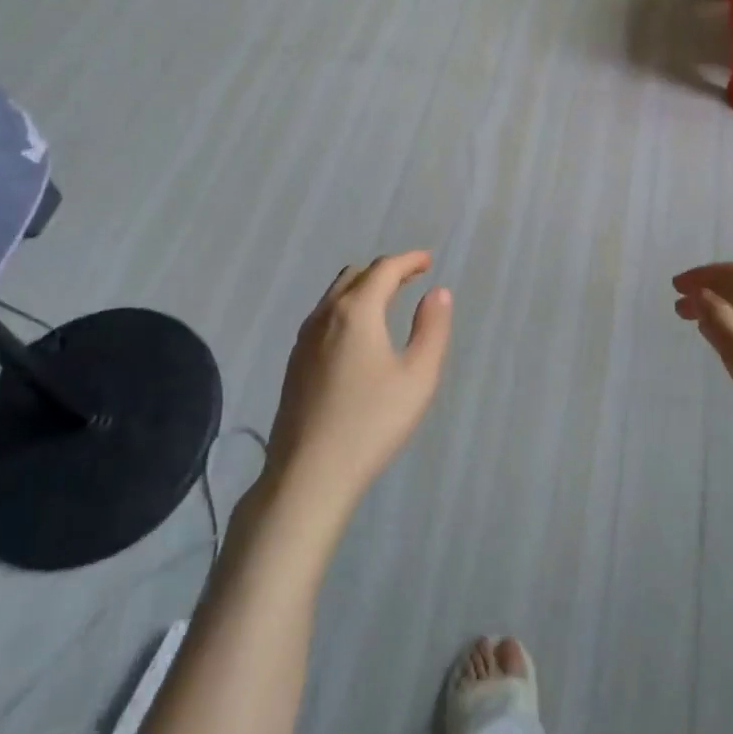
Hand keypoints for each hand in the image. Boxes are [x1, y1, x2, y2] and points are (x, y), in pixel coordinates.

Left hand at [265, 251, 452, 518]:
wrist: (309, 474)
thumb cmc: (371, 422)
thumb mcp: (418, 376)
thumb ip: (432, 328)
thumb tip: (437, 292)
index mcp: (356, 311)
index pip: (384, 269)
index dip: (408, 260)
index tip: (428, 260)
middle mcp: (325, 315)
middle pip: (355, 275)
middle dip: (385, 270)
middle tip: (411, 278)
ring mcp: (304, 339)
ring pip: (334, 295)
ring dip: (363, 288)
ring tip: (387, 301)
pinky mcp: (294, 363)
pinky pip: (323, 317)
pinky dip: (346, 308)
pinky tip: (357, 334)